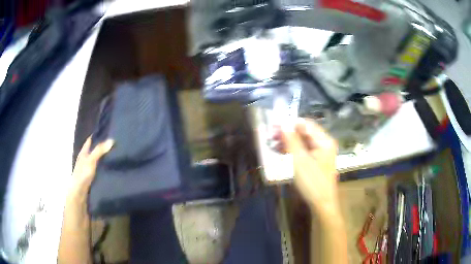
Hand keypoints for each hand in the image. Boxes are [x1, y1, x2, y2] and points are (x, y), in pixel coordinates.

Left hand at [71, 137, 113, 195]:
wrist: (79, 193)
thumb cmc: (83, 174)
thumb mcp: (91, 160)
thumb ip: (100, 150)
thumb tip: (112, 140)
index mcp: (83, 152)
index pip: (90, 140)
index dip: (97, 135)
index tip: (107, 132)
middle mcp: (85, 159)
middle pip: (93, 150)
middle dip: (102, 146)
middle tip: (115, 143)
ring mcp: (88, 169)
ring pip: (96, 160)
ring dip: (103, 158)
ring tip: (115, 155)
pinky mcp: (91, 178)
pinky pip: (99, 169)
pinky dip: (103, 167)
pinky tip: (110, 169)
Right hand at [280, 118, 338, 212]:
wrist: (322, 203)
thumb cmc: (312, 182)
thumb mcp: (299, 160)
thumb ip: (291, 140)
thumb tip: (282, 123)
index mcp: (324, 141)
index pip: (306, 124)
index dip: (289, 123)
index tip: (274, 126)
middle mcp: (324, 143)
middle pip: (304, 132)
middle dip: (287, 133)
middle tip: (271, 136)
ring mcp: (321, 152)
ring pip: (302, 141)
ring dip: (288, 141)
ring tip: (273, 145)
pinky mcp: (317, 161)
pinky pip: (304, 150)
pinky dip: (293, 150)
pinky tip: (281, 152)